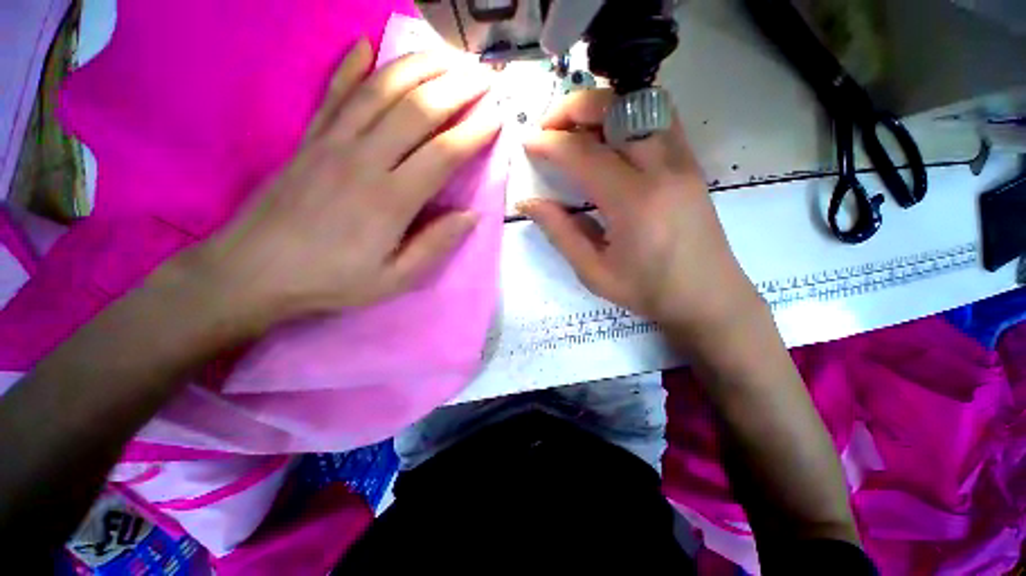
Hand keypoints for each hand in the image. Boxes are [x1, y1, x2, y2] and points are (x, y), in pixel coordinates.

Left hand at [179, 40, 499, 332]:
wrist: (254, 271)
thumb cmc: (332, 280)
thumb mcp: (395, 279)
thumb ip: (435, 246)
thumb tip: (471, 216)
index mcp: (390, 200)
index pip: (443, 154)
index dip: (474, 133)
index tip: (497, 118)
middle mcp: (364, 159)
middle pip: (417, 110)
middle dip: (455, 89)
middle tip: (481, 77)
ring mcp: (332, 142)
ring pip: (381, 90)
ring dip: (417, 68)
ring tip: (445, 56)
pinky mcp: (309, 138)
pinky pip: (334, 92)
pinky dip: (351, 65)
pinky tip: (366, 44)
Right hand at [519, 89, 763, 341]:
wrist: (708, 297)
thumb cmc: (648, 291)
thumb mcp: (593, 271)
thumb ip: (560, 232)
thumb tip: (528, 203)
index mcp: (633, 203)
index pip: (584, 154)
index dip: (549, 143)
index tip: (527, 143)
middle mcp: (662, 169)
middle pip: (616, 109)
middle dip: (573, 108)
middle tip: (548, 127)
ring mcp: (683, 160)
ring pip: (642, 103)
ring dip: (602, 105)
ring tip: (576, 127)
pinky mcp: (692, 162)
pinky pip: (659, 117)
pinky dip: (628, 114)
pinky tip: (610, 137)